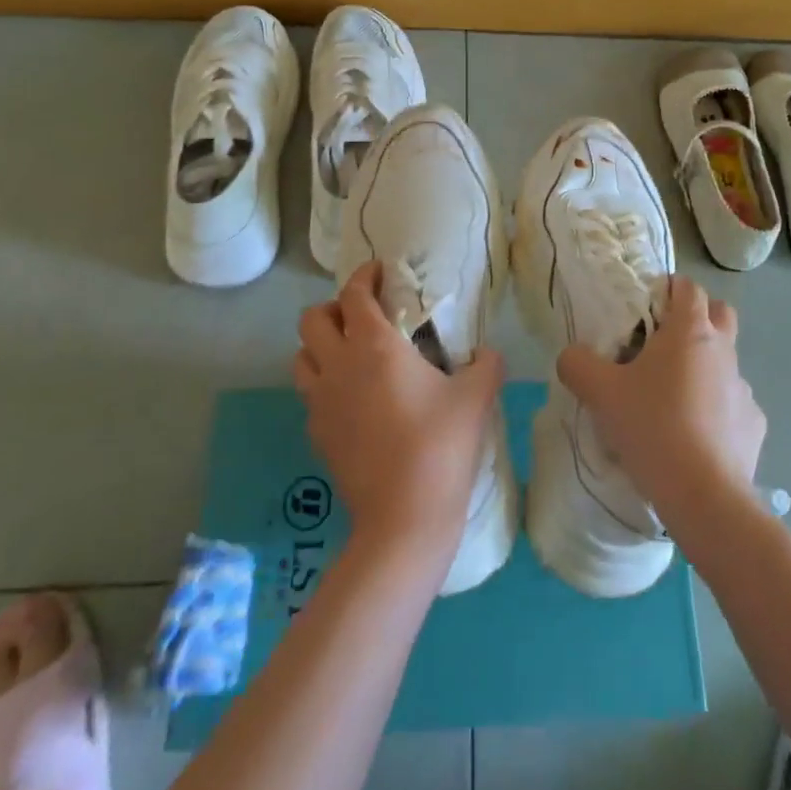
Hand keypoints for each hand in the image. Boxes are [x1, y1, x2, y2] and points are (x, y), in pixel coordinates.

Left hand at [293, 261, 504, 564]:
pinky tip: (353, 399)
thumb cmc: (440, 444)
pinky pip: (310, 394)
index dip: (364, 276)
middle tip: (363, 316)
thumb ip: (486, 364)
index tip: (380, 273)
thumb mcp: (476, 396)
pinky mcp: (316, 434)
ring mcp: (321, 402)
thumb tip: (488, 354)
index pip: (354, 294)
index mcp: (374, 346)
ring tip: (350, 354)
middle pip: (312, 319)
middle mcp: (338, 366)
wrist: (404, 516)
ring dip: (321, 345)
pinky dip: (325, 383)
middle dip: (334, 308)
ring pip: (301, 356)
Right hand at [555, 274, 765, 523]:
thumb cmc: (652, 427)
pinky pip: (733, 405)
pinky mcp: (754, 424)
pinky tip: (695, 437)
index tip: (645, 308)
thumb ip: (578, 364)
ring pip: (725, 362)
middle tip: (664, 343)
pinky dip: (716, 411)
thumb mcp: (600, 393)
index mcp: (690, 331)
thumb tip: (572, 356)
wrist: (704, 495)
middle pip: (720, 313)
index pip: (687, 287)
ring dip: (704, 368)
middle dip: (697, 317)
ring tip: (673, 399)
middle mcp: (723, 351)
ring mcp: (744, 388)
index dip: (667, 289)